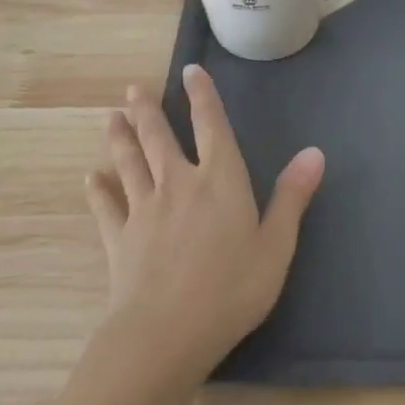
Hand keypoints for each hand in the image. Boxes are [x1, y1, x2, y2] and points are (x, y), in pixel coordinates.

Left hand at [84, 64, 324, 382]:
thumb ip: (292, 196)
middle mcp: (178, 183)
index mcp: (220, 180)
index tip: (190, 70)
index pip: (211, 125)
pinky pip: (107, 208)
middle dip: (147, 111)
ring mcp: (144, 210)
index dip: (202, 96)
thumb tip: (314, 152)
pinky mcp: (120, 239)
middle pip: (159, 138)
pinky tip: (90, 179)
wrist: (165, 334)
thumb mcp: (276, 245)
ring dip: (120, 139)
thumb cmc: (231, 289)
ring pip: (129, 163)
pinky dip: (98, 192)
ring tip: (111, 118)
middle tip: (132, 89)